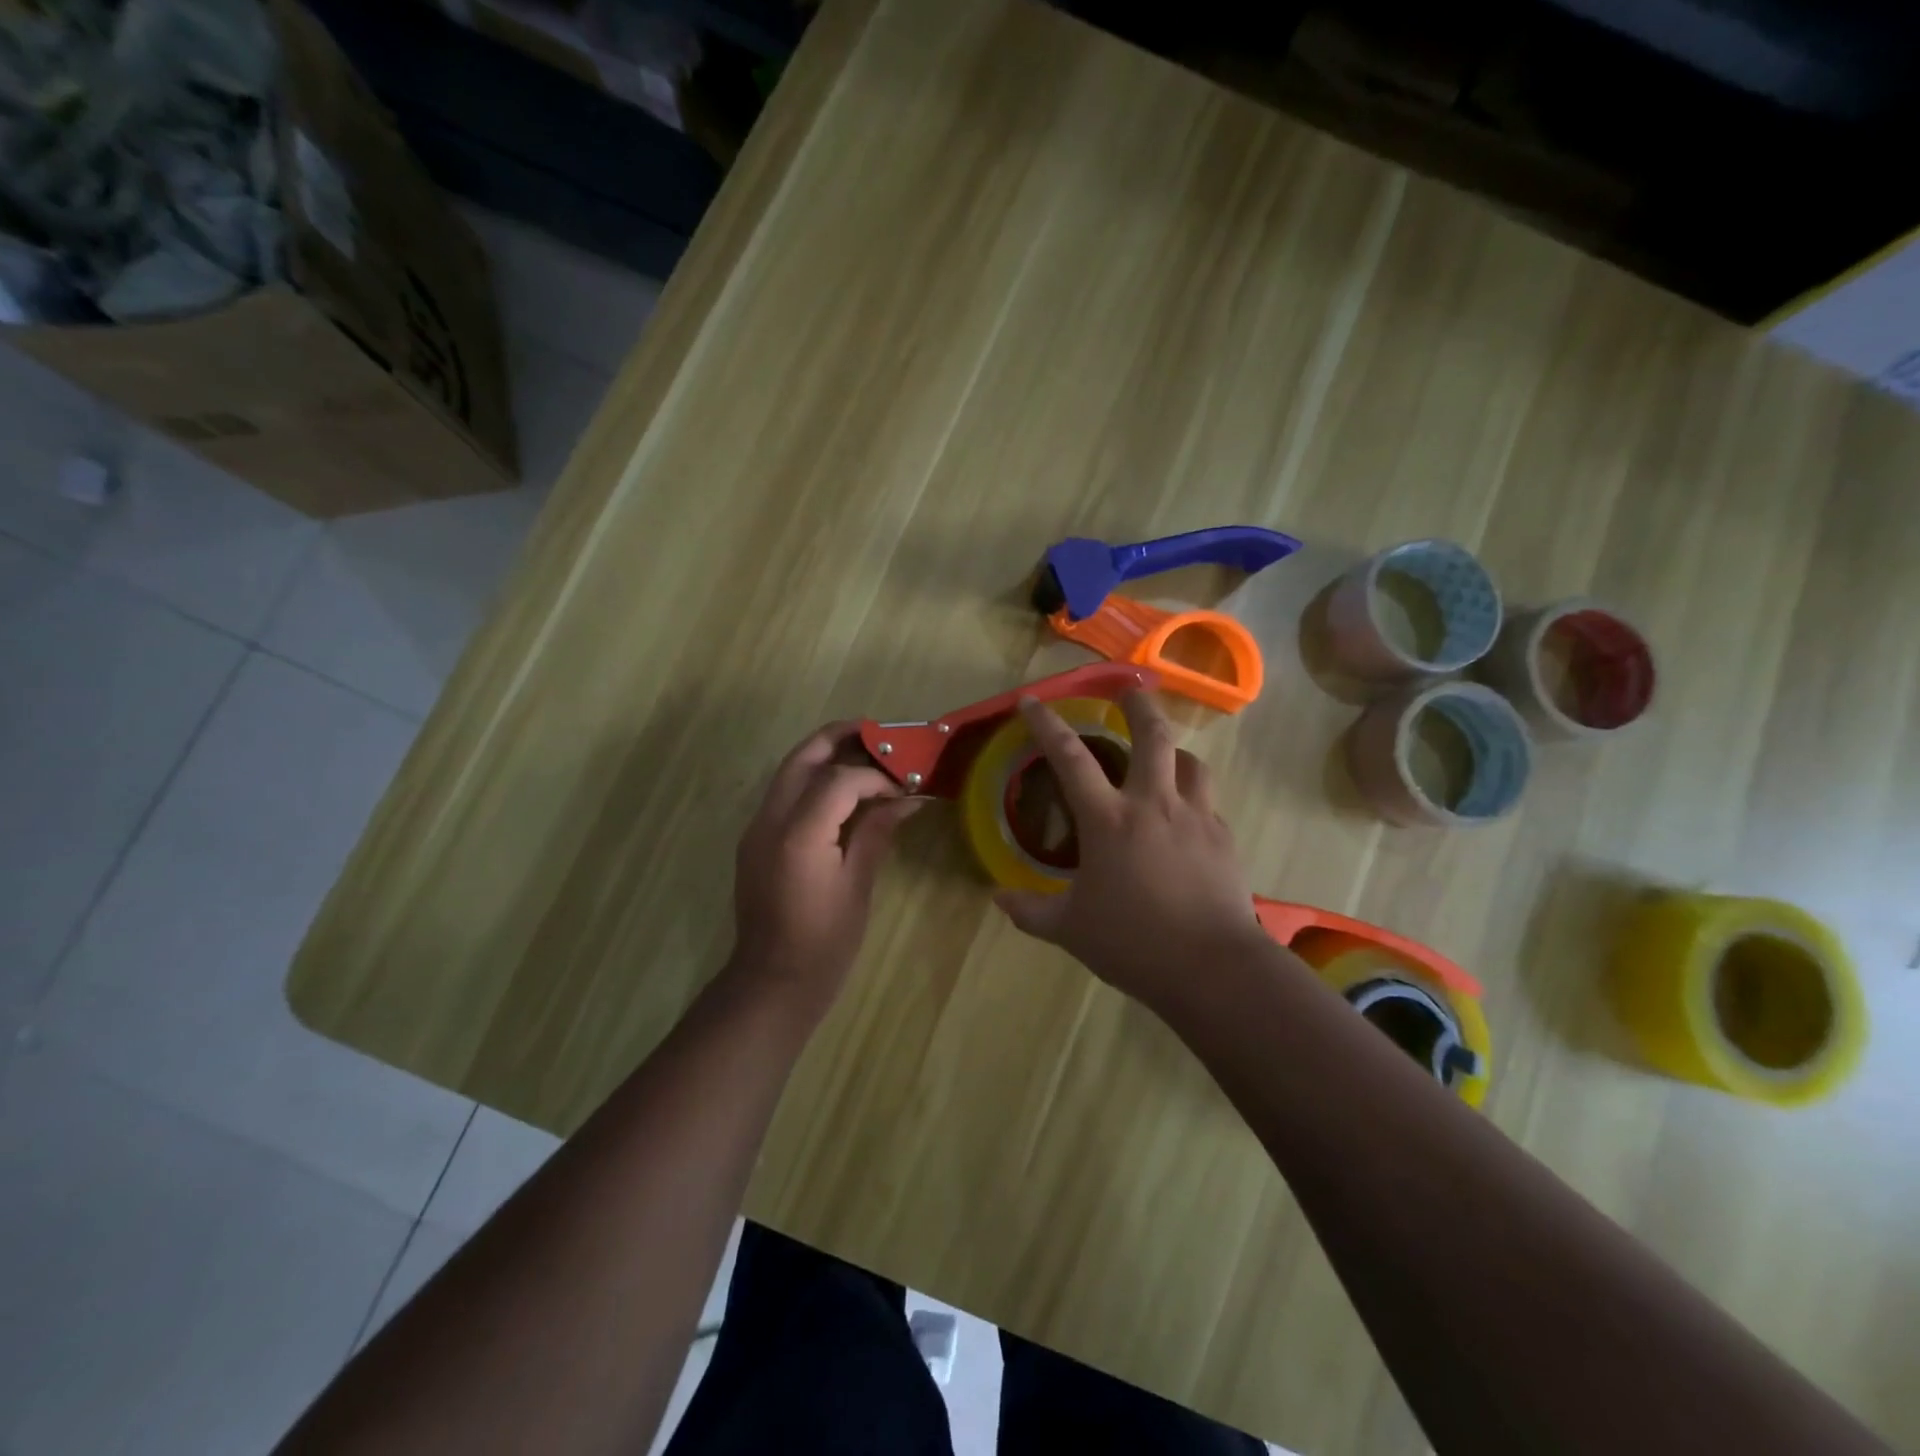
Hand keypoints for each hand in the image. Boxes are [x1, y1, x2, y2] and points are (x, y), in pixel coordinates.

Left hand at [729, 721, 920, 1019]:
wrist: (771, 983)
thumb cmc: (824, 943)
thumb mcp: (857, 886)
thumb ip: (877, 833)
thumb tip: (908, 800)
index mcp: (799, 835)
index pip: (839, 779)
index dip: (876, 776)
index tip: (904, 786)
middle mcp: (770, 821)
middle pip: (802, 757)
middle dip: (838, 738)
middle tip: (876, 731)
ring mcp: (756, 829)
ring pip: (788, 771)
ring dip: (823, 754)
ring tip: (863, 752)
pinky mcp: (755, 840)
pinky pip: (783, 794)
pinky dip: (812, 780)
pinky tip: (841, 791)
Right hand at [995, 690, 1271, 1013]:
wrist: (1213, 967)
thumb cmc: (1134, 943)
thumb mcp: (1071, 930)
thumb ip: (1031, 912)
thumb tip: (999, 899)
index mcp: (1109, 820)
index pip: (1070, 758)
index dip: (1047, 725)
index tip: (1032, 701)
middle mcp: (1153, 804)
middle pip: (1152, 735)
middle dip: (1138, 704)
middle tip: (1130, 688)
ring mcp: (1195, 817)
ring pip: (1190, 761)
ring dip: (1174, 750)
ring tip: (1165, 754)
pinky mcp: (1224, 838)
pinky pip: (1208, 802)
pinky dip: (1194, 796)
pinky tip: (1187, 816)